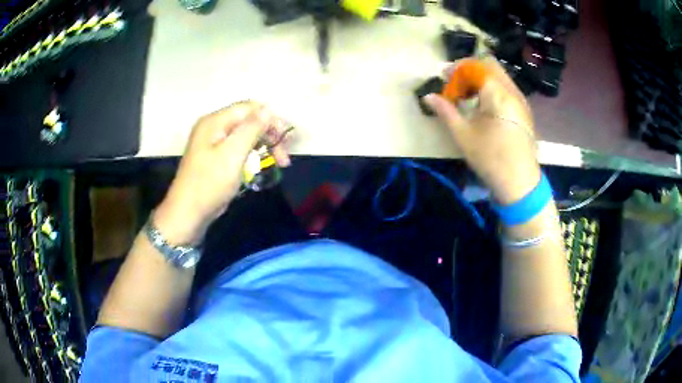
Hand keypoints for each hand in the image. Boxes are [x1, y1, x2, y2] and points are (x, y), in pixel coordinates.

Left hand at [154, 101, 290, 245]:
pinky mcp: (216, 156)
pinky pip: (239, 148)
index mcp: (215, 121)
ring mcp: (214, 142)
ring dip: (264, 146)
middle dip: (269, 135)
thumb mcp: (233, 154)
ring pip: (246, 135)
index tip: (285, 140)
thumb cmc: (209, 184)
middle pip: (249, 121)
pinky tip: (261, 166)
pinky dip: (253, 155)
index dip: (270, 119)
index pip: (249, 108)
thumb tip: (268, 109)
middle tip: (284, 158)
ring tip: (278, 164)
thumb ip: (251, 129)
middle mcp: (214, 127)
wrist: (188, 213)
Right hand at [424, 57, 540, 204]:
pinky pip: (507, 88)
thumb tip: (428, 97)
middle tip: (457, 84)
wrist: (520, 182)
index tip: (444, 78)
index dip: (457, 68)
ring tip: (469, 95)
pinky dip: (493, 88)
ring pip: (500, 75)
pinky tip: (485, 105)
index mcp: (498, 93)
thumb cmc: (491, 158)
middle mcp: (512, 91)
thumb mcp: (463, 135)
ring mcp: (521, 100)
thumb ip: (446, 111)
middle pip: (490, 65)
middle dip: (470, 70)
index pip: (475, 66)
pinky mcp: (524, 111)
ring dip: (482, 78)